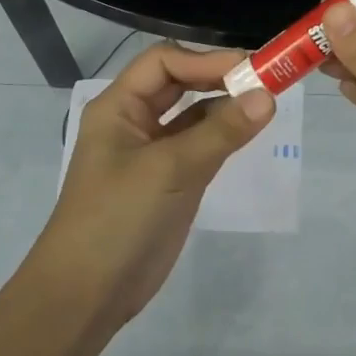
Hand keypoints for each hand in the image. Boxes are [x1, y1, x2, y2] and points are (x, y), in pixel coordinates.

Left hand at [42, 43, 273, 331]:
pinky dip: (225, 135)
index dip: (207, 60)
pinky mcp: (170, 181)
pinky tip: (250, 132)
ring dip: (226, 106)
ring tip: (267, 103)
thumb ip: (220, 132)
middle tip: (267, 80)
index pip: (165, 62)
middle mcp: (134, 121)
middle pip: (180, 83)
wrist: (87, 295)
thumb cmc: (118, 219)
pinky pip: (201, 145)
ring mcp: (153, 153)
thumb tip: (268, 97)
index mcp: (119, 107)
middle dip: (220, 77)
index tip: (252, 70)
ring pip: (194, 114)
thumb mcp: (170, 170)